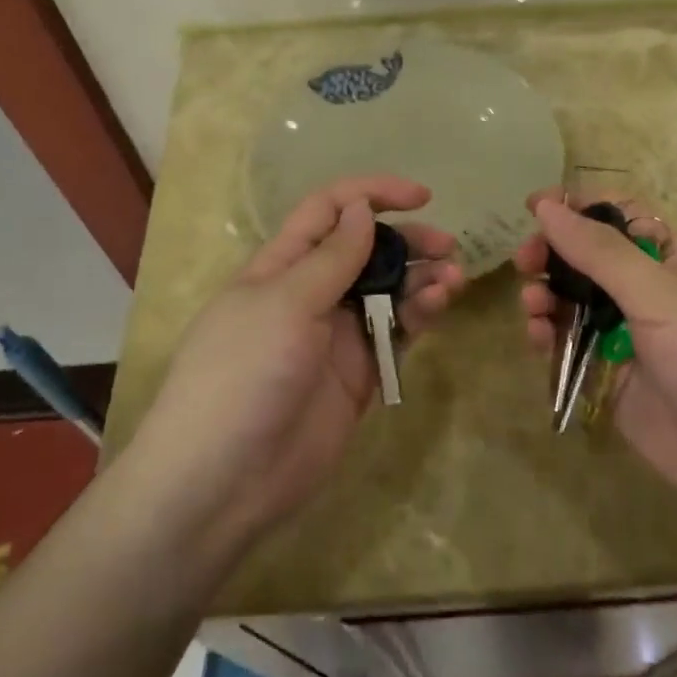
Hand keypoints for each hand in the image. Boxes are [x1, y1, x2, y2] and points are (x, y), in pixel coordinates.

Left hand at [129, 176, 463, 553]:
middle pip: (366, 249)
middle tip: (448, 246)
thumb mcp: (285, 304)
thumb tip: (361, 208)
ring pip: (388, 291)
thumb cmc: (244, 374)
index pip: (329, 211)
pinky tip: (438, 307)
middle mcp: (310, 294)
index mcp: (281, 266)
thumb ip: (332, 257)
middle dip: (407, 240)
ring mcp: (336, 335)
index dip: (372, 194)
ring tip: (451, 280)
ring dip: (421, 278)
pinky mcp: (359, 374)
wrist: (225, 481)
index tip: (422, 196)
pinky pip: (395, 332)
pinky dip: (420, 315)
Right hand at [515, 190, 676, 515]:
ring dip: (546, 295)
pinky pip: (569, 345)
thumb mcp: (659, 292)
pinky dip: (548, 336)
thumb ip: (598, 251)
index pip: (617, 215)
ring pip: (571, 302)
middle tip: (526, 260)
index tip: (533, 205)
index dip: (577, 207)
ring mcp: (625, 335)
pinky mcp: (608, 376)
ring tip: (533, 305)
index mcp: (668, 258)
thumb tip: (545, 205)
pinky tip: (538, 336)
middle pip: (586, 258)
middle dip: (552, 254)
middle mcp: (645, 291)